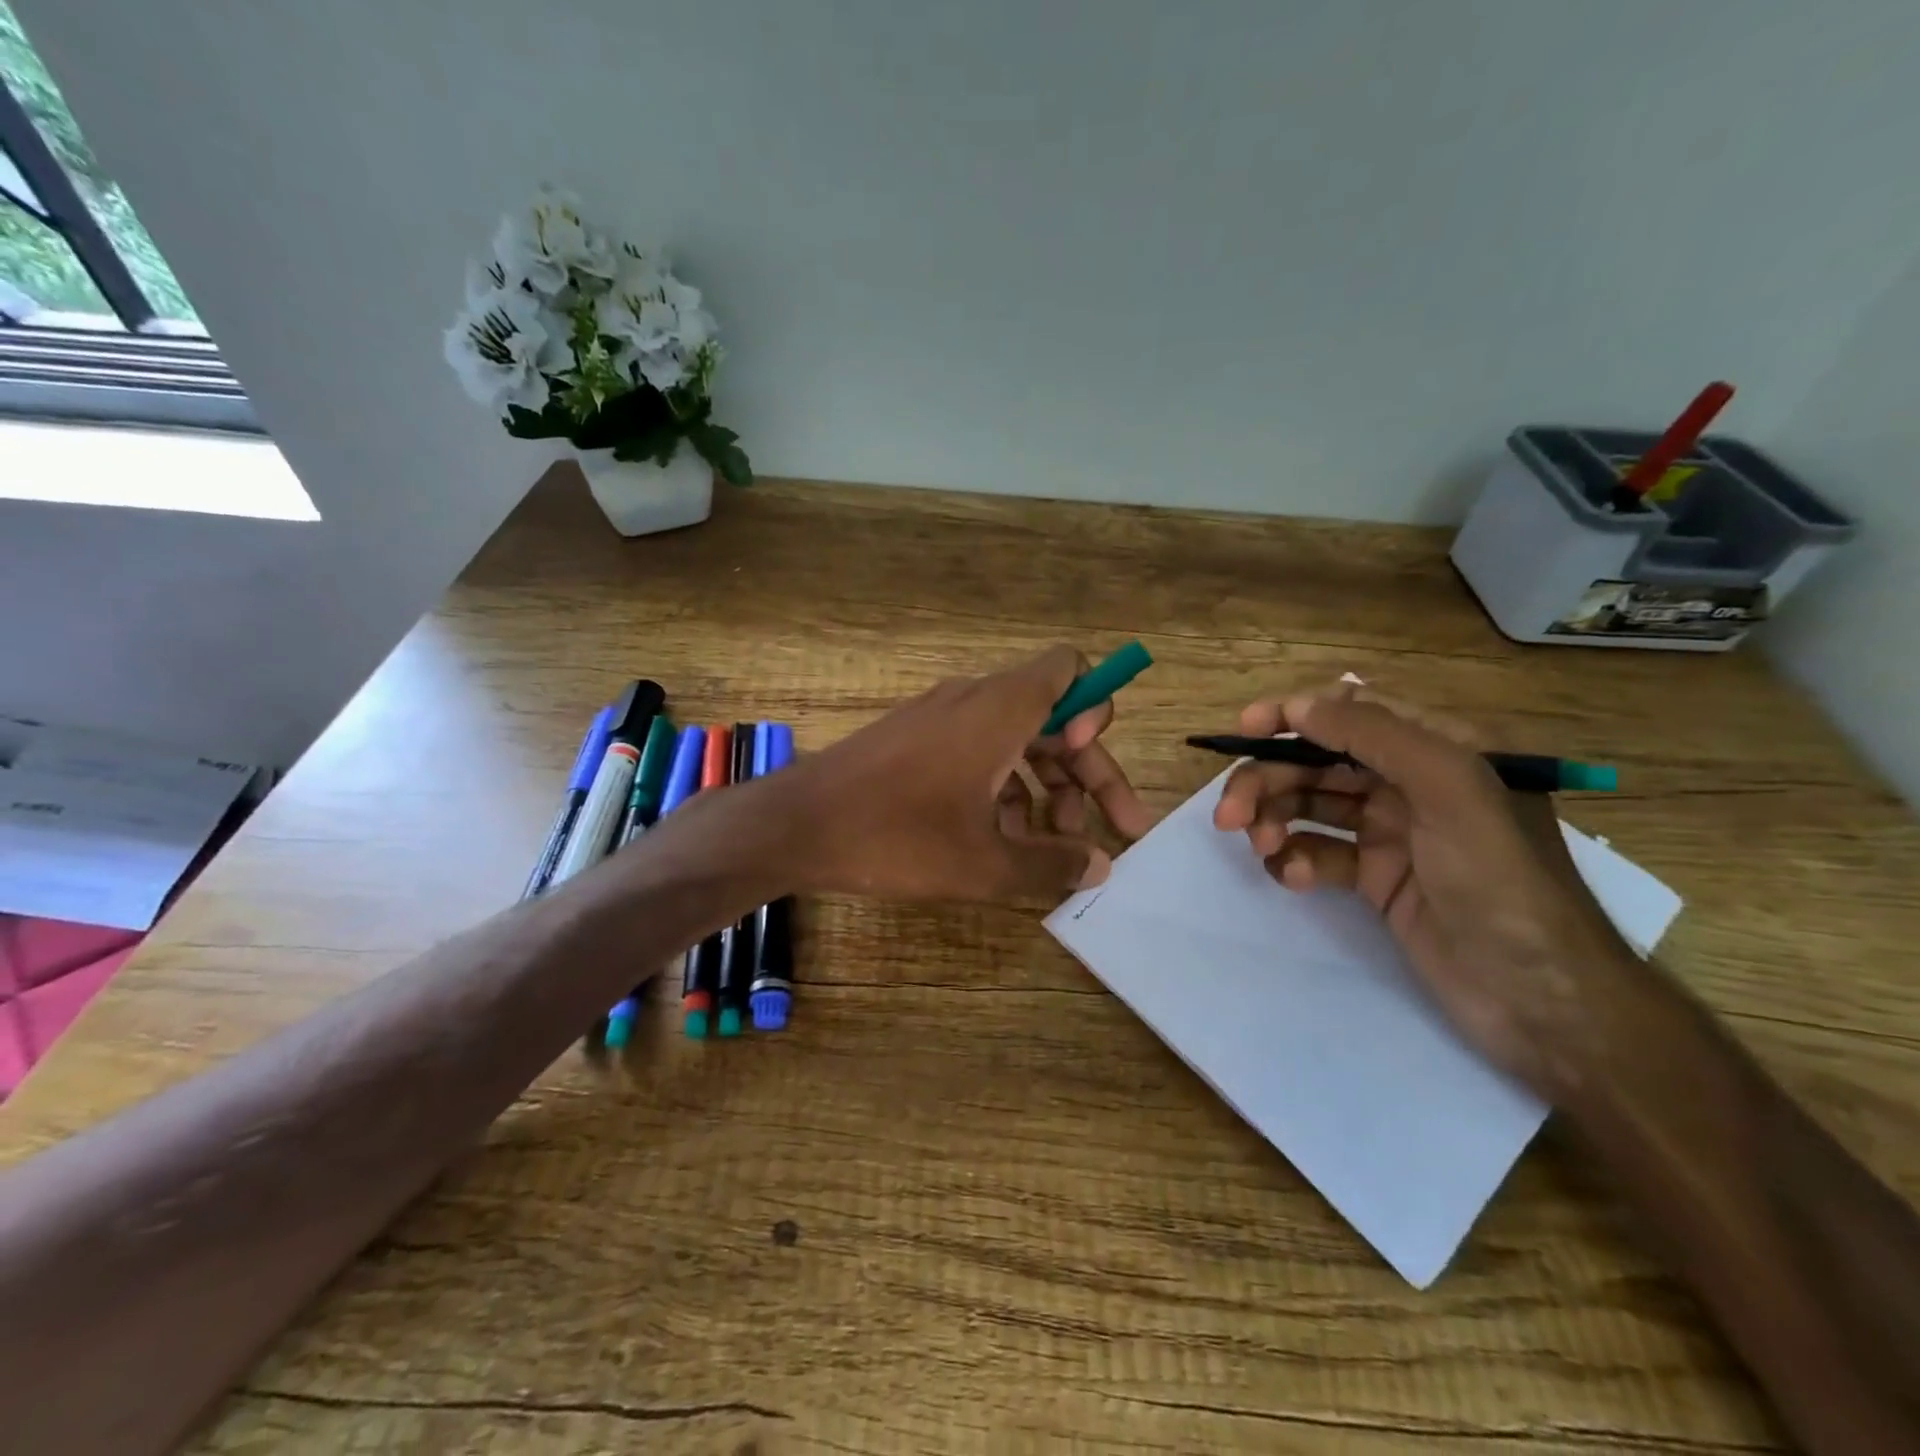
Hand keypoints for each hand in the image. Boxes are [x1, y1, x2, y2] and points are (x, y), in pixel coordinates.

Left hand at [787, 646, 1154, 900]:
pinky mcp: (916, 740)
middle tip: (1111, 833)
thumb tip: (1100, 866)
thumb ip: (1051, 864)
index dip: (1095, 709)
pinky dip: (1002, 789)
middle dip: (1087, 774)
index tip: (1088, 761)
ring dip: (1045, 790)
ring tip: (1052, 850)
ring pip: (1016, 741)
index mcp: (1002, 710)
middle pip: (1054, 718)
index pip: (1070, 669)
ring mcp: (941, 719)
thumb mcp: (984, 864)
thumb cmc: (897, 836)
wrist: (796, 825)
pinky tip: (1000, 841)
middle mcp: (976, 701)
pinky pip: (978, 752)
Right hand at [1213, 682, 1637, 1096]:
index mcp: (1439, 748)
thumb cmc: (1501, 881)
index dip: (1295, 714)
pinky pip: (1318, 853)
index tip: (1245, 731)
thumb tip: (1302, 705)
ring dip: (1276, 821)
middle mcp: (1410, 783)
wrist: (1542, 1000)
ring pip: (1310, 806)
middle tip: (1230, 816)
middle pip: (1318, 761)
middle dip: (1269, 781)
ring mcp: (1391, 833)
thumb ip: (1376, 736)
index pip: (1353, 710)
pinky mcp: (1375, 879)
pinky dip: (1298, 862)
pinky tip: (1297, 880)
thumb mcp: (1449, 790)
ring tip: (1263, 849)